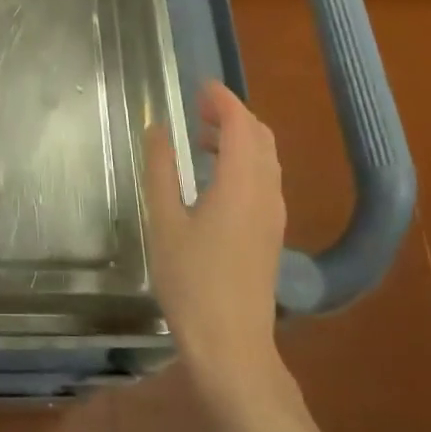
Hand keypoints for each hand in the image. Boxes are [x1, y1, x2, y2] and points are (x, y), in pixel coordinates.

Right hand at [144, 82, 286, 387]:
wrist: (232, 345)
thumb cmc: (191, 281)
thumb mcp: (164, 221)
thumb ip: (161, 170)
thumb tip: (157, 129)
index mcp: (241, 183)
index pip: (241, 123)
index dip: (222, 99)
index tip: (199, 86)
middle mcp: (266, 192)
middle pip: (260, 137)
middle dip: (232, 114)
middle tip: (197, 107)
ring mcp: (273, 215)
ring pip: (265, 159)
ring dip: (238, 139)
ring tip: (201, 138)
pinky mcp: (270, 233)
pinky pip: (263, 179)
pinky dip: (243, 162)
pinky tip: (214, 178)